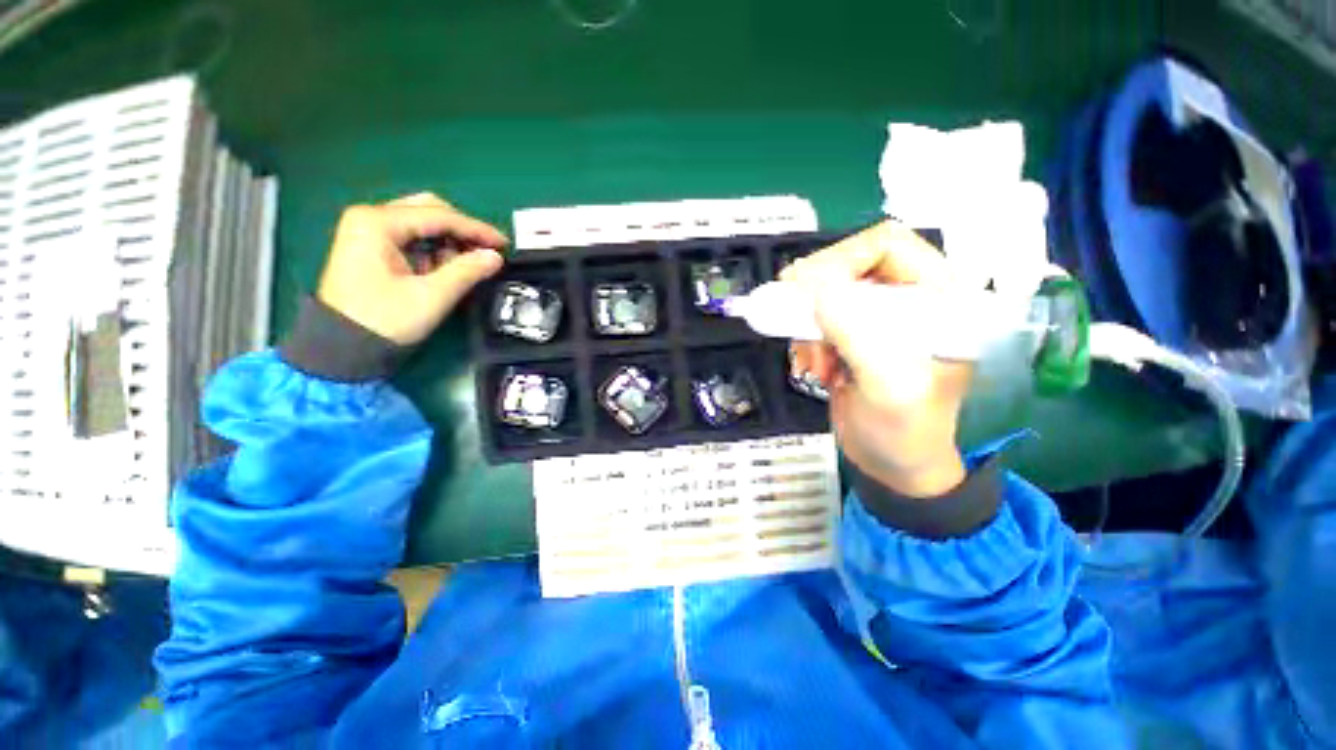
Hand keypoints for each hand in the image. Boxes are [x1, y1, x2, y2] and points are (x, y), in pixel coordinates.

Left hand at [317, 193, 508, 345]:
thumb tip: (496, 257)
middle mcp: (370, 219)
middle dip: (462, 231)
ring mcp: (368, 232)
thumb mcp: (432, 296)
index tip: (504, 244)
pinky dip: (435, 251)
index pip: (439, 216)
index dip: (476, 229)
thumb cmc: (385, 320)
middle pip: (429, 211)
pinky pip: (412, 239)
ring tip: (468, 265)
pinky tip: (447, 268)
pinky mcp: (371, 249)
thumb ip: (467, 271)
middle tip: (487, 251)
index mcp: (378, 223)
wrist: (343, 349)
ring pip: (421, 225)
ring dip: (449, 242)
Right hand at [781, 222, 970, 497]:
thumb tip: (815, 290)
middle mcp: (910, 298)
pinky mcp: (854, 335)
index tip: (803, 292)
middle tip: (795, 323)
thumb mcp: (889, 387)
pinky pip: (818, 317)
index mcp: (941, 298)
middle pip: (850, 265)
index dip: (841, 259)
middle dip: (816, 297)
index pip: (888, 245)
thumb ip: (857, 336)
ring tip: (812, 362)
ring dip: (809, 324)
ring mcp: (878, 317)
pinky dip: (806, 338)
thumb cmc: (906, 432)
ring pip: (827, 293)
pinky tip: (814, 367)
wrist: (894, 466)